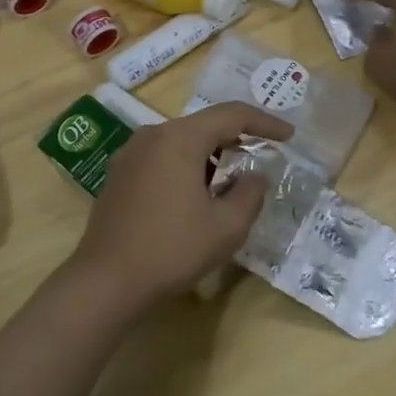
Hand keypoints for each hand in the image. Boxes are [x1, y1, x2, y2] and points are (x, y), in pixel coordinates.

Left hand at [70, 101, 293, 312]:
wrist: (107, 280)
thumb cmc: (172, 250)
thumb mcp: (226, 227)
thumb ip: (250, 194)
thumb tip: (255, 175)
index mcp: (180, 138)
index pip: (231, 115)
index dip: (264, 122)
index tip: (288, 136)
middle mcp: (152, 135)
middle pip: (204, 125)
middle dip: (236, 139)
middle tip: (262, 157)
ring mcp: (131, 153)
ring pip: (182, 141)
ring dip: (210, 155)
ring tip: (230, 181)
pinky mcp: (119, 173)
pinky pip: (162, 156)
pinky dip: (186, 165)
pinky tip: (195, 194)